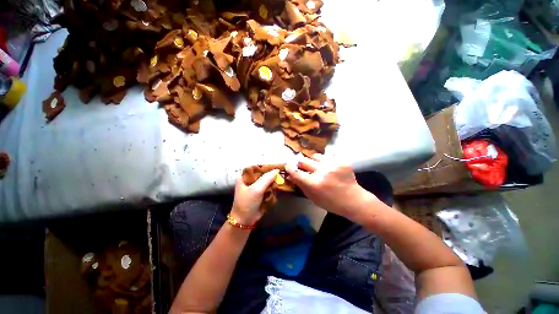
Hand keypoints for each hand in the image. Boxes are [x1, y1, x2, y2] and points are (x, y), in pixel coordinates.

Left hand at [230, 169, 278, 225]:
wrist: (245, 220)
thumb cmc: (247, 203)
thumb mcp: (256, 189)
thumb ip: (266, 179)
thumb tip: (277, 170)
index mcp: (244, 176)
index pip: (256, 167)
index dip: (266, 166)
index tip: (277, 166)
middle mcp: (249, 179)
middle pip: (262, 173)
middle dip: (271, 174)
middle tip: (281, 173)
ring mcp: (255, 186)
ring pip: (266, 180)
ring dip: (273, 180)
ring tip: (281, 179)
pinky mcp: (260, 192)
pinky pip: (268, 186)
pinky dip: (273, 186)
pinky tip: (279, 185)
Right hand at [285, 154, 375, 218]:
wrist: (353, 200)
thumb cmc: (330, 202)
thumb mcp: (313, 197)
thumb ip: (301, 185)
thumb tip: (291, 175)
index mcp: (314, 184)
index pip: (296, 172)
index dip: (289, 167)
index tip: (288, 166)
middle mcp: (322, 172)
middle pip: (303, 160)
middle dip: (301, 164)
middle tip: (304, 168)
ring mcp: (333, 164)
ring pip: (315, 156)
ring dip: (314, 161)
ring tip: (318, 167)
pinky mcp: (342, 161)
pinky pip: (327, 157)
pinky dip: (325, 162)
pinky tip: (330, 168)